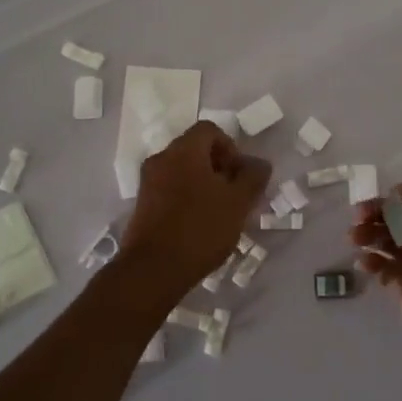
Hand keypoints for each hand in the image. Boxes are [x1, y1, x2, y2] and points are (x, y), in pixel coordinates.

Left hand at [122, 122, 270, 290]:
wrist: (153, 270)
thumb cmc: (200, 229)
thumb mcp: (238, 203)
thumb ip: (253, 177)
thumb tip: (259, 163)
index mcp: (184, 150)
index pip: (209, 130)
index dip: (231, 147)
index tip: (240, 175)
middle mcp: (161, 159)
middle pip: (195, 149)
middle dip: (219, 167)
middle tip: (234, 194)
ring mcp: (148, 182)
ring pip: (182, 171)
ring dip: (204, 184)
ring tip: (220, 212)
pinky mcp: (142, 206)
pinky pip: (170, 189)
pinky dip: (187, 198)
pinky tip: (199, 225)